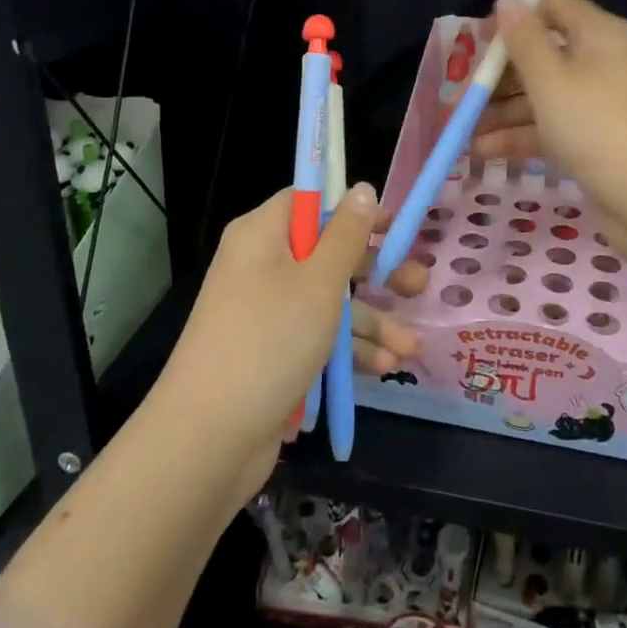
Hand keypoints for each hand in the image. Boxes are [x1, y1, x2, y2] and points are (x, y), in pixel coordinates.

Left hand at [159, 185, 423, 481]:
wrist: (208, 440)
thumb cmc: (269, 341)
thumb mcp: (318, 282)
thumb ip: (347, 235)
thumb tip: (361, 187)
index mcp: (263, 236)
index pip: (310, 202)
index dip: (353, 209)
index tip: (393, 224)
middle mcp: (262, 267)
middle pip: (327, 253)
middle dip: (376, 273)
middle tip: (418, 285)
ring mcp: (266, 313)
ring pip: (328, 302)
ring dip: (371, 322)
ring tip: (411, 348)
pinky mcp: (272, 354)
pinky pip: (317, 338)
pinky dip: (349, 350)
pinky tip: (385, 367)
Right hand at [470, 0, 626, 226]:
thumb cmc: (598, 127)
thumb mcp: (551, 80)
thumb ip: (523, 40)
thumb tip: (507, 0)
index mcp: (597, 34)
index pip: (552, 9)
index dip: (513, 21)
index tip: (477, 44)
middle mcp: (599, 62)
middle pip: (540, 55)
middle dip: (497, 76)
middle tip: (460, 98)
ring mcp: (597, 103)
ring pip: (540, 95)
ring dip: (501, 110)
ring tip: (462, 131)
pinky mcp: (593, 139)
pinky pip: (549, 126)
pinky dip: (519, 135)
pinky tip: (483, 151)